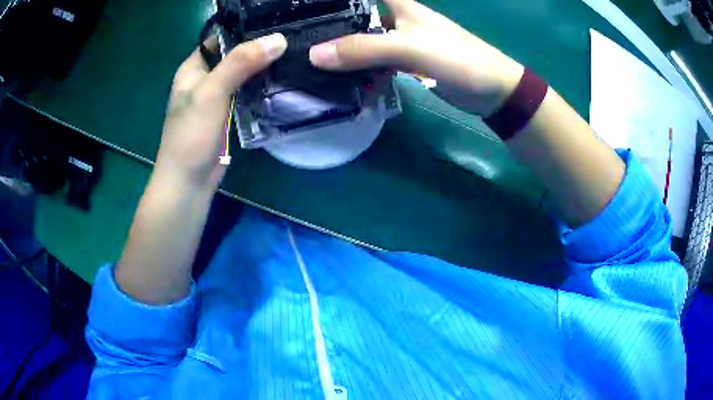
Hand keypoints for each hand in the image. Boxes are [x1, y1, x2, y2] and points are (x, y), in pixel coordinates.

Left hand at [155, 33, 287, 189]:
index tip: (277, 24)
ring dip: (264, 67)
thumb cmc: (191, 135)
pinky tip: (283, 79)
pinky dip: (262, 86)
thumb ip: (240, 64)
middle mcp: (205, 78)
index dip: (246, 29)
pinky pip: (248, 92)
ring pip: (244, 73)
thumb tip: (278, 39)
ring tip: (294, 54)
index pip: (222, 38)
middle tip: (292, 39)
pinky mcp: (229, 113)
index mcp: (194, 67)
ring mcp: (218, 96)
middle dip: (260, 48)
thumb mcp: (211, 93)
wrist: (189, 182)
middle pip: (235, 54)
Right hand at [309, 0, 523, 116]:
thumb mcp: (410, 48)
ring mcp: (397, 42)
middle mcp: (394, 18)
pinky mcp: (402, 63)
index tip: (304, 3)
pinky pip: (371, 63)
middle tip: (295, 37)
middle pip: (354, 15)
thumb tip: (314, 55)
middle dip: (327, 24)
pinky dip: (356, 70)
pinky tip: (337, 79)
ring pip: (360, 40)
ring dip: (338, 48)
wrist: (491, 91)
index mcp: (398, 4)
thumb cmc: (458, 58)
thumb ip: (365, 49)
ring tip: (305, 58)